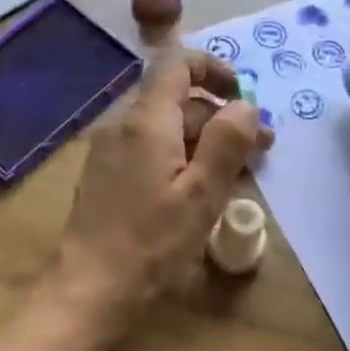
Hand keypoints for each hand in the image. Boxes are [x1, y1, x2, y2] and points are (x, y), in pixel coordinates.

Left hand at [45, 49, 271, 334]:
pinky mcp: (105, 174)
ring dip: (203, 141)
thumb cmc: (151, 243)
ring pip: (165, 127)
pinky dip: (179, 157)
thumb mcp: (202, 195)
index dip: (215, 70)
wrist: (90, 287)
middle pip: (176, 100)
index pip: (178, 63)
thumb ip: (227, 142)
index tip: (244, 98)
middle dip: (220, 117)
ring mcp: (109, 149)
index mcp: (146, 121)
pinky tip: (198, 190)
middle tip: (259, 152)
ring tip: (236, 175)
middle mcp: (123, 124)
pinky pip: (148, 149)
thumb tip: (246, 105)